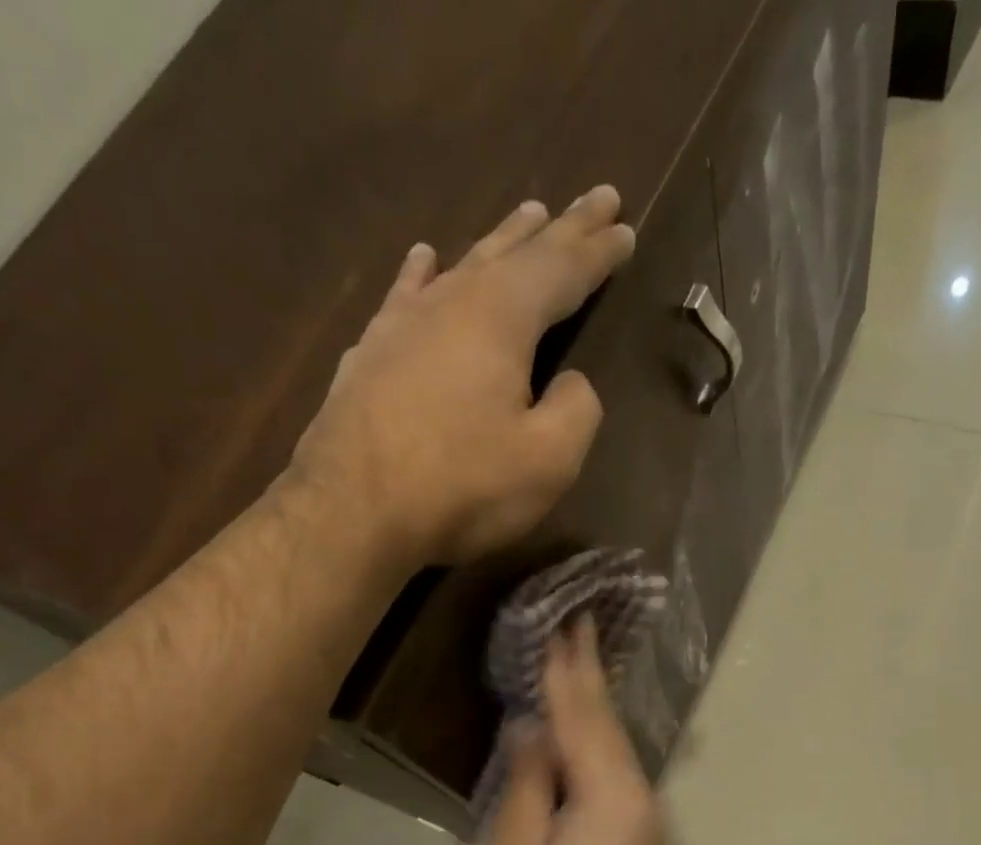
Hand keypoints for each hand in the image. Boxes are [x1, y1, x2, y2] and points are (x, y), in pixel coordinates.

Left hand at [289, 187, 636, 565]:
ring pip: (464, 265)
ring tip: (528, 213)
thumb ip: (576, 410)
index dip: (599, 251)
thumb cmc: (462, 487)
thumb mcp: (548, 461)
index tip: (626, 227)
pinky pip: (406, 295)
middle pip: (517, 252)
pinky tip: (426, 257)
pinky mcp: (370, 354)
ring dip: (501, 240)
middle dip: (562, 227)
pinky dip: (423, 274)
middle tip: (597, 197)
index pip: (563, 269)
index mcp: (502, 318)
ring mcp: (403, 323)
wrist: (353, 512)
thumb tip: (570, 383)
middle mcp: (452, 302)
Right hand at [473, 618, 663, 844]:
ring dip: (590, 699)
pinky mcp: (627, 828)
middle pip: (605, 723)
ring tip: (575, 653)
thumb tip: (532, 727)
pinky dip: (589, 734)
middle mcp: (635, 794)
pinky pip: (607, 764)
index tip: (562, 624)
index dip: (566, 672)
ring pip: (610, 741)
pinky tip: (577, 716)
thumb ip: (527, 781)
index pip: (582, 718)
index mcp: (609, 795)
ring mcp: (637, 813)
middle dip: (587, 673)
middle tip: (576, 622)